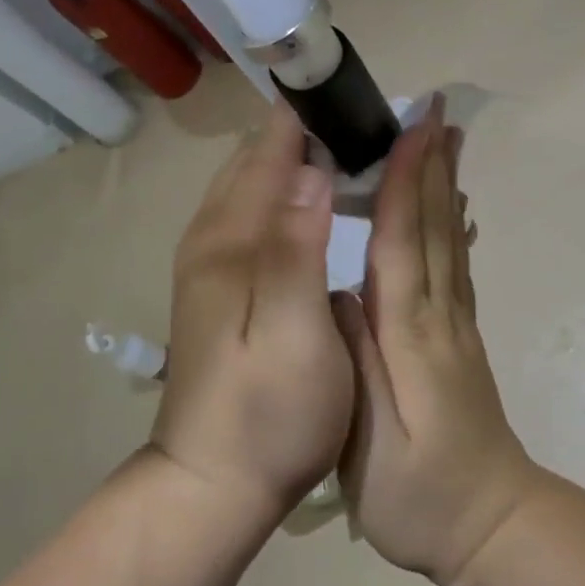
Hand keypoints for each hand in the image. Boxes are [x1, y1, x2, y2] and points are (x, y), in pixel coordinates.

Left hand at [152, 100, 354, 523]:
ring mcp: (213, 259)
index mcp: (230, 239)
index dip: (314, 116)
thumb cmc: (266, 414)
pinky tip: (323, 204)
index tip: (365, 99)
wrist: (210, 486)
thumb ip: (298, 247)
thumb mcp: (294, 334)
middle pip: (258, 157)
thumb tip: (312, 168)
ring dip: (300, 160)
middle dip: (311, 132)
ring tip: (357, 155)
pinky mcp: (221, 282)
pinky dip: (289, 191)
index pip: (270, 149)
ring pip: (255, 182)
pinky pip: (256, 211)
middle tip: (373, 128)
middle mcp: (213, 236)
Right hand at [336, 95, 543, 585]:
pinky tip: (452, 205)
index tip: (410, 129)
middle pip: (433, 227)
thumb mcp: (369, 446)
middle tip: (434, 110)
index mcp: (410, 336)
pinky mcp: (460, 337)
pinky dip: (451, 223)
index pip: (404, 244)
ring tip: (445, 138)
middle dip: (431, 164)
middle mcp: (438, 316)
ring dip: (445, 184)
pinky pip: (455, 264)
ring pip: (448, 239)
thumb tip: (341, 291)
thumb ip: (355, 363)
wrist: (492, 526)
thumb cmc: (419, 498)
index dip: (406, 183)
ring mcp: (456, 324)